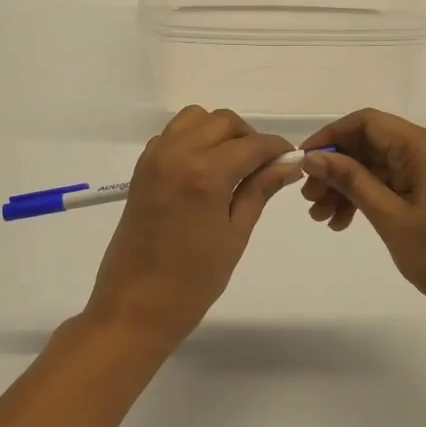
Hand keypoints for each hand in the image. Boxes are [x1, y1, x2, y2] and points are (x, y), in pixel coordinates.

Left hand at [84, 107, 301, 351]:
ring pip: (195, 119)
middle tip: (263, 167)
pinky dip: (193, 139)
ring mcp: (155, 158)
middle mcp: (178, 154)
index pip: (252, 145)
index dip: (277, 148)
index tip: (291, 159)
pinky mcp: (142, 168)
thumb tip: (289, 164)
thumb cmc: (193, 282)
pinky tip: (204, 170)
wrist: (134, 307)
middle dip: (249, 137)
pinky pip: (172, 135)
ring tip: (233, 164)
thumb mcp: (235, 235)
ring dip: (219, 132)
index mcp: (205, 173)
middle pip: (223, 122)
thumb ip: (260, 190)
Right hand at [300, 109, 425, 325]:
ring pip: (381, 165)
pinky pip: (396, 182)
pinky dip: (370, 196)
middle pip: (373, 144)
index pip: (368, 122)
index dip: (331, 137)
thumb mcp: (390, 216)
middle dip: (337, 168)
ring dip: (349, 186)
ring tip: (322, 218)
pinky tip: (345, 222)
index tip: (304, 162)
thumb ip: (351, 180)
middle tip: (309, 200)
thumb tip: (313, 157)